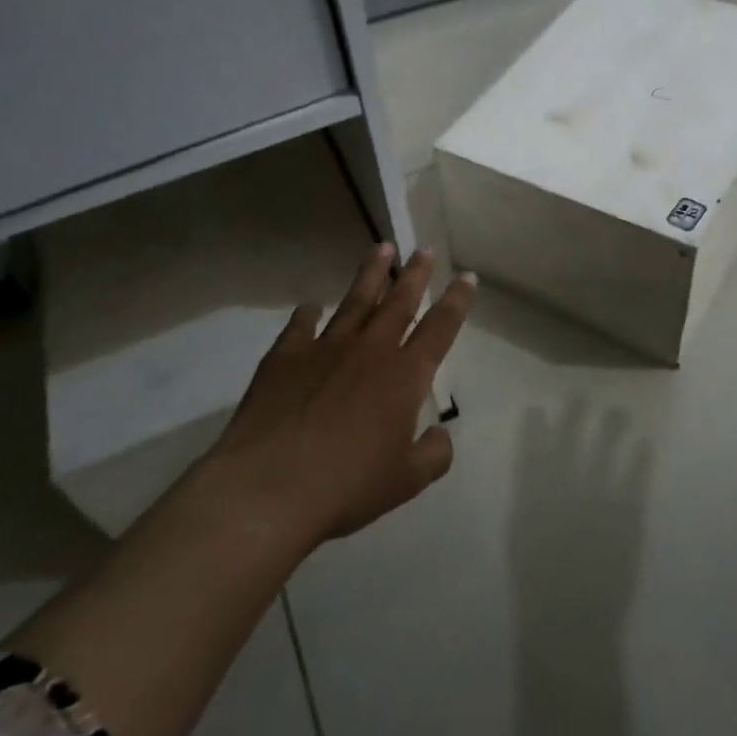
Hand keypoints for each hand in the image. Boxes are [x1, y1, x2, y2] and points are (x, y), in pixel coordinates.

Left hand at [207, 244, 474, 546]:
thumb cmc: (347, 485)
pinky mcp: (285, 356)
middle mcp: (369, 350)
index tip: (466, 277)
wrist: (269, 487)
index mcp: (405, 376)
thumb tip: (439, 434)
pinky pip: (301, 325)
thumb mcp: (406, 481)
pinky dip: (308, 313)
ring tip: (381, 248)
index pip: (440, 328)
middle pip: (398, 302)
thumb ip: (433, 455)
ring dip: (370, 274)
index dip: (456, 301)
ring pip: (354, 301)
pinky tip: (311, 306)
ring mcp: (324, 348)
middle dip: (415, 274)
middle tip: (424, 249)